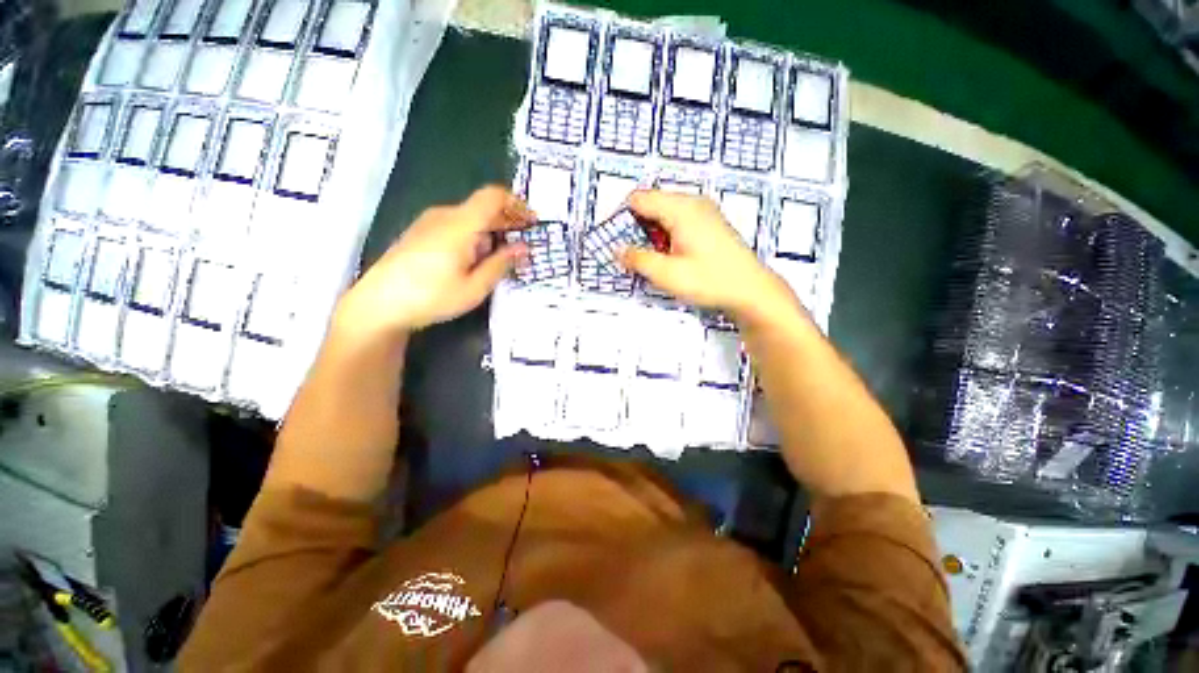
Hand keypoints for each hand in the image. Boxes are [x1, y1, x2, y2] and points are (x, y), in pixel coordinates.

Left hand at [335, 186, 532, 335]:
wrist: (379, 303)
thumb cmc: (431, 297)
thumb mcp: (474, 287)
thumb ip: (501, 264)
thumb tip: (522, 248)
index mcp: (460, 225)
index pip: (493, 196)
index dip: (517, 204)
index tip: (533, 221)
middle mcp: (445, 215)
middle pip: (483, 206)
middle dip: (508, 220)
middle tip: (525, 241)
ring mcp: (429, 222)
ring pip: (470, 216)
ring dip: (492, 229)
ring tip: (504, 254)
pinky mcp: (421, 232)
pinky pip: (456, 224)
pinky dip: (475, 234)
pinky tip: (477, 257)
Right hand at [619, 190, 797, 324]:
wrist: (751, 290)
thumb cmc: (709, 280)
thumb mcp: (667, 274)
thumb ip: (637, 259)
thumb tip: (617, 249)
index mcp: (680, 208)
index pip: (638, 199)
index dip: (621, 217)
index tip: (617, 241)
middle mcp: (692, 202)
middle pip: (651, 204)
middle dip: (637, 228)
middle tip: (635, 256)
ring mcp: (703, 211)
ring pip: (664, 213)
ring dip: (652, 233)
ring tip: (655, 260)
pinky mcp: (710, 223)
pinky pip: (679, 220)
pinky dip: (667, 235)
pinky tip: (672, 257)